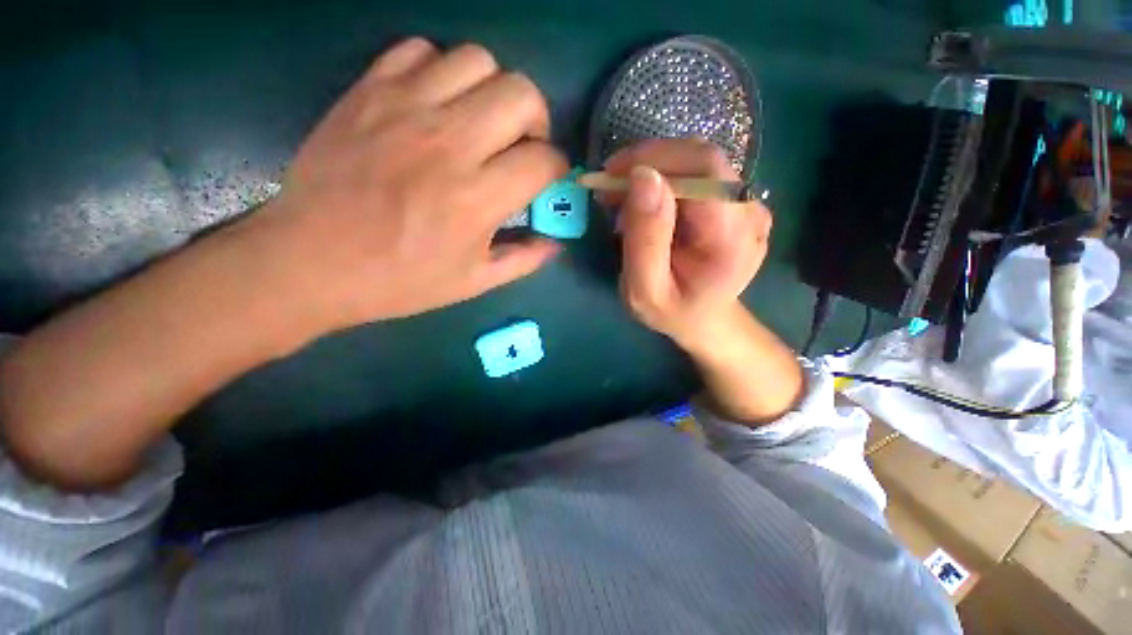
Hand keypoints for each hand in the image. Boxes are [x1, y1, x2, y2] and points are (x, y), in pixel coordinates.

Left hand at [246, 37, 566, 332]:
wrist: (311, 261)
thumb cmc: (400, 280)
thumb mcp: (474, 282)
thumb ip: (523, 260)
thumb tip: (556, 244)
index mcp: (478, 199)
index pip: (544, 159)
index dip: (557, 168)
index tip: (547, 178)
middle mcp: (449, 144)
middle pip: (522, 94)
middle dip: (537, 120)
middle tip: (522, 145)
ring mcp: (405, 109)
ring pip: (477, 60)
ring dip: (492, 90)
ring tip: (481, 122)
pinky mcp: (369, 91)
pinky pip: (420, 50)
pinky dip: (440, 70)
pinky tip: (435, 105)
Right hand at [604, 139, 772, 349]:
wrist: (704, 320)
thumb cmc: (672, 312)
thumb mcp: (644, 289)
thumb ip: (645, 239)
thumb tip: (642, 175)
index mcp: (732, 238)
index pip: (704, 169)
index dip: (656, 159)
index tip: (611, 175)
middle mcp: (749, 212)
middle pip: (700, 160)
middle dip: (648, 163)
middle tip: (610, 187)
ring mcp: (747, 205)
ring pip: (696, 164)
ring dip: (653, 172)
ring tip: (622, 199)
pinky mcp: (736, 202)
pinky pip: (697, 176)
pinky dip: (664, 181)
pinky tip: (644, 204)